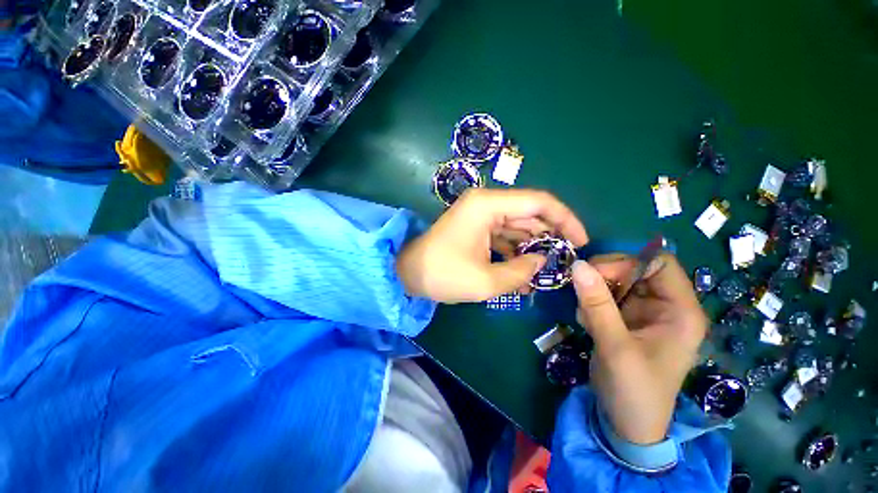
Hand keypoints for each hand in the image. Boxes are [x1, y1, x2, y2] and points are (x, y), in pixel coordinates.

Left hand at [397, 189, 587, 302]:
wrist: (407, 274)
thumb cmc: (442, 274)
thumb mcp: (485, 281)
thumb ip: (521, 272)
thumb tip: (543, 262)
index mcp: (487, 206)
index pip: (539, 202)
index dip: (565, 219)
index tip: (581, 241)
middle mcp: (485, 204)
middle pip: (529, 214)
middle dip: (549, 237)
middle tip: (564, 261)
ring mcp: (479, 216)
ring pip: (517, 227)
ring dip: (532, 248)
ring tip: (544, 272)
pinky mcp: (475, 229)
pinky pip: (503, 237)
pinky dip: (515, 253)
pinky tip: (523, 272)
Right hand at [571, 254, 706, 444]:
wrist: (626, 424)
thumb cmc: (634, 390)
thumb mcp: (615, 347)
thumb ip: (597, 304)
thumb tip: (577, 265)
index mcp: (680, 310)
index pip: (659, 263)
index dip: (627, 262)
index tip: (595, 274)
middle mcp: (664, 306)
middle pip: (633, 269)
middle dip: (604, 277)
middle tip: (582, 293)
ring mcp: (643, 312)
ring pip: (615, 281)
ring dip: (594, 292)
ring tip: (584, 316)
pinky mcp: (625, 319)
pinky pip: (605, 296)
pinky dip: (590, 302)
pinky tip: (585, 322)